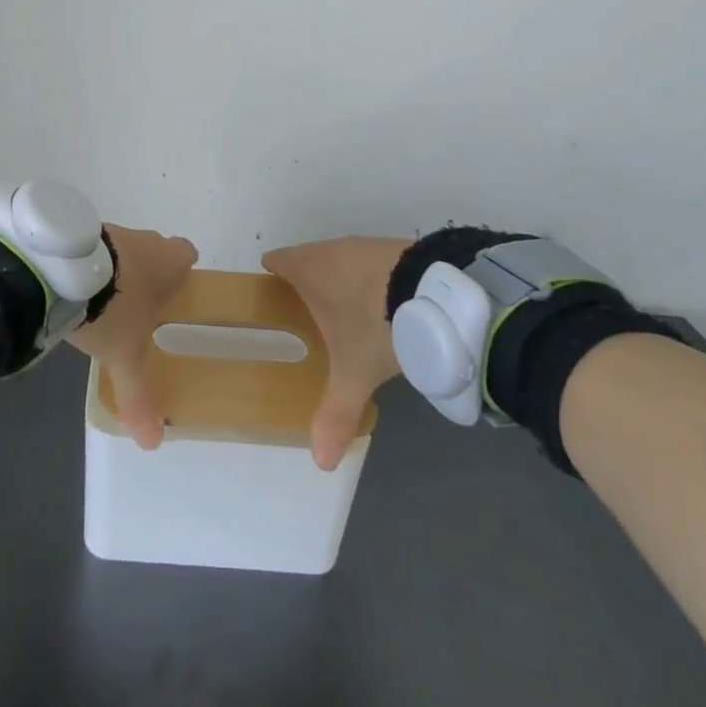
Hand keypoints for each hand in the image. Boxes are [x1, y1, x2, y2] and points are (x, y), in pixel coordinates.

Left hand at [69, 224, 197, 449]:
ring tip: (101, 300)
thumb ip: (139, 395)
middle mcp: (143, 239)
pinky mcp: (78, 231)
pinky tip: (74, 287)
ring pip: (122, 247)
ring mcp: (109, 231)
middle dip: (149, 272)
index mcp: (167, 261)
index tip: (176, 291)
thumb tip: (154, 442)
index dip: (183, 272)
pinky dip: (88, 264)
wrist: (62, 270)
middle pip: (155, 248)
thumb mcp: (126, 356)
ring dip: (116, 267)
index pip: (187, 254)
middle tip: (139, 304)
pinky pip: (92, 248)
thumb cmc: (112, 307)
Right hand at [261, 236, 410, 469]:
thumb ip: (335, 413)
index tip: (271, 290)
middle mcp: (332, 249)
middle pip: (309, 257)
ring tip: (347, 310)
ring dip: (341, 278)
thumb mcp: (354, 373)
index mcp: (308, 268)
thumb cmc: (375, 325)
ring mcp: (366, 245)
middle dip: (307, 279)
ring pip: (342, 258)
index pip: (278, 259)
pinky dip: (372, 278)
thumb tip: (321, 461)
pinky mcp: (397, 247)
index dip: (272, 272)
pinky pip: (372, 262)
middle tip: (307, 310)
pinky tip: (384, 303)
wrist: (434, 294)